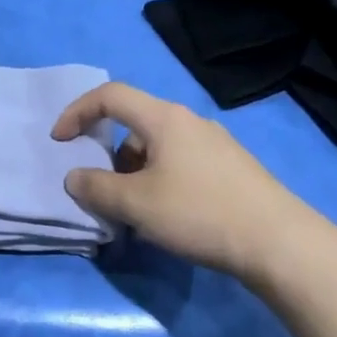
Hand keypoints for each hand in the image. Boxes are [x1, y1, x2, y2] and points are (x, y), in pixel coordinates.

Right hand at [52, 81, 325, 283]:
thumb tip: (75, 178)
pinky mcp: (231, 168)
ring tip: (137, 214)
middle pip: (134, 125)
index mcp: (164, 118)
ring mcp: (215, 144)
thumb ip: (96, 188)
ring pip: (158, 149)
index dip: (76, 113)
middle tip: (105, 193)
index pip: (110, 96)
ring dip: (135, 174)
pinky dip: (160, 182)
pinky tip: (170, 217)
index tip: (59, 142)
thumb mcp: (135, 204)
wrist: (276, 241)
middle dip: (109, 156)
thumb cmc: (198, 213)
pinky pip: (180, 164)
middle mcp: (191, 122)